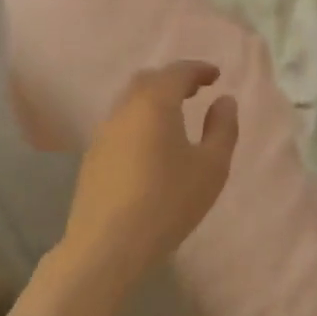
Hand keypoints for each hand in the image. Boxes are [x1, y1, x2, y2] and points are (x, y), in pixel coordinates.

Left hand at [61, 60, 239, 284]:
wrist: (107, 246)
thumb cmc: (168, 203)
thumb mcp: (211, 167)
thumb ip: (222, 128)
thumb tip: (224, 100)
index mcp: (155, 104)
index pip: (177, 72)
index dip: (198, 69)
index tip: (216, 76)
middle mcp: (124, 110)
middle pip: (148, 80)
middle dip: (173, 79)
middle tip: (195, 90)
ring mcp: (103, 133)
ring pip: (130, 101)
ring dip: (154, 99)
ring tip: (175, 116)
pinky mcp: (92, 157)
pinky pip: (120, 123)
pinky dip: (139, 119)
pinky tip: (151, 145)